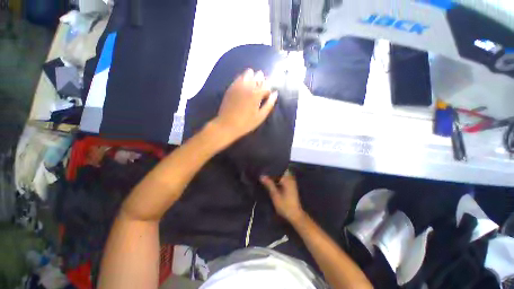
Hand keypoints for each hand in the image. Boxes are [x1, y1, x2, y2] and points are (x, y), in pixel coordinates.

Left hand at [212, 69, 277, 143]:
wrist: (226, 125)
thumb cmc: (245, 123)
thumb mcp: (260, 117)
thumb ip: (269, 104)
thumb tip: (275, 94)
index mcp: (256, 94)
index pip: (267, 85)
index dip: (268, 91)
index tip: (266, 97)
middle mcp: (248, 86)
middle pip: (259, 76)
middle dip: (262, 81)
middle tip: (260, 92)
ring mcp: (238, 85)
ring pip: (249, 73)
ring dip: (253, 78)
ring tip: (253, 87)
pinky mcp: (231, 87)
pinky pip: (239, 77)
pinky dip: (244, 79)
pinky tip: (245, 86)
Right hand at [261, 171, 304, 223]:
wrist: (295, 215)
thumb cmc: (285, 205)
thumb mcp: (275, 195)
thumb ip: (269, 184)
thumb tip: (262, 176)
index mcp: (287, 179)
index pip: (279, 168)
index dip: (272, 167)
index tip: (265, 166)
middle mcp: (290, 178)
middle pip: (281, 170)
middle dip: (273, 170)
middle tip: (264, 170)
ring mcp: (291, 182)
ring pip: (282, 173)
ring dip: (275, 174)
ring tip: (266, 173)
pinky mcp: (291, 185)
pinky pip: (284, 178)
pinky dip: (278, 177)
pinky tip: (272, 180)